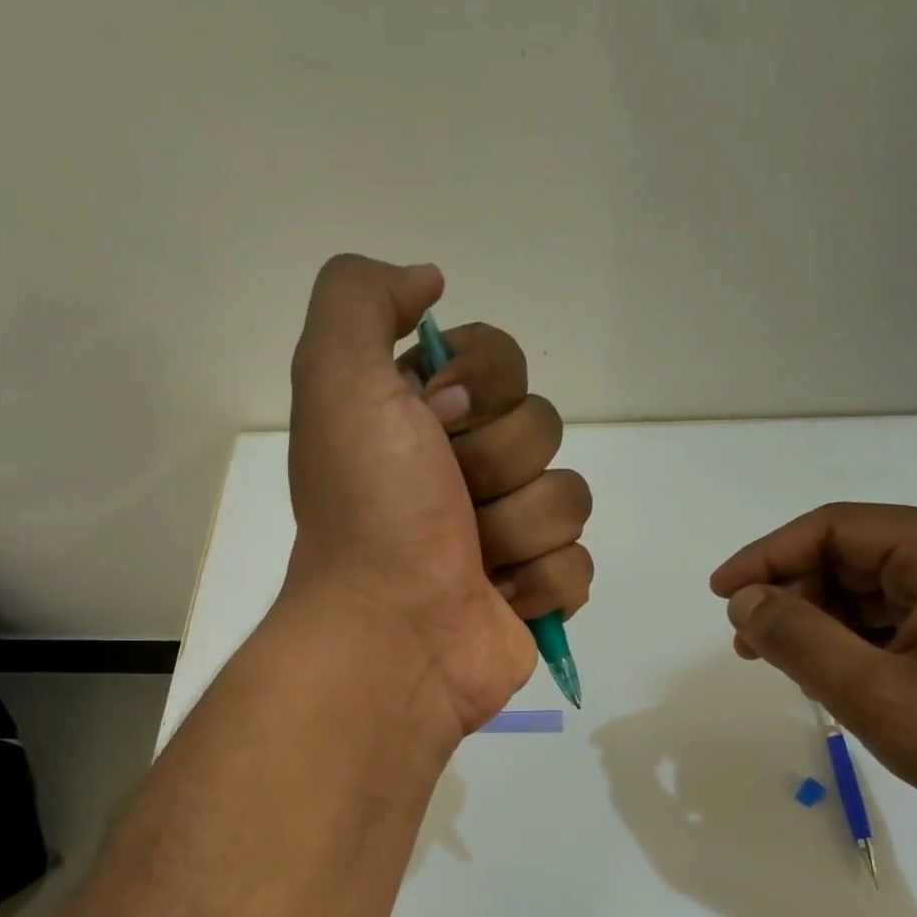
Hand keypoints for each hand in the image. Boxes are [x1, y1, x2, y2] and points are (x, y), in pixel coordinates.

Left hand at [284, 256, 591, 733]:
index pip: (503, 358)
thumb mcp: (338, 378)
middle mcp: (464, 471)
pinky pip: (579, 562)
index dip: (481, 386)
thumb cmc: (369, 510)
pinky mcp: (535, 593)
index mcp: (422, 421)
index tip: (435, 420)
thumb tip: (428, 282)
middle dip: (496, 464)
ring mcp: (504, 535)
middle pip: (543, 426)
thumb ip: (362, 298)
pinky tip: (498, 599)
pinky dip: (541, 583)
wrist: (389, 634)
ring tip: (470, 562)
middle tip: (448, 500)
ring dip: (517, 530)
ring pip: (568, 495)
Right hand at [711, 503, 916, 831]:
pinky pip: (889, 617)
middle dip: (790, 592)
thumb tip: (743, 601)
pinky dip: (846, 638)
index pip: (838, 528)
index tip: (721, 594)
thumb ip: (799, 639)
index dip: (768, 555)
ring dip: (813, 618)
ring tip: (774, 659)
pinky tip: (822, 671)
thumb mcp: (873, 692)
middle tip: (745, 640)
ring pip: (866, 588)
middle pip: (850, 554)